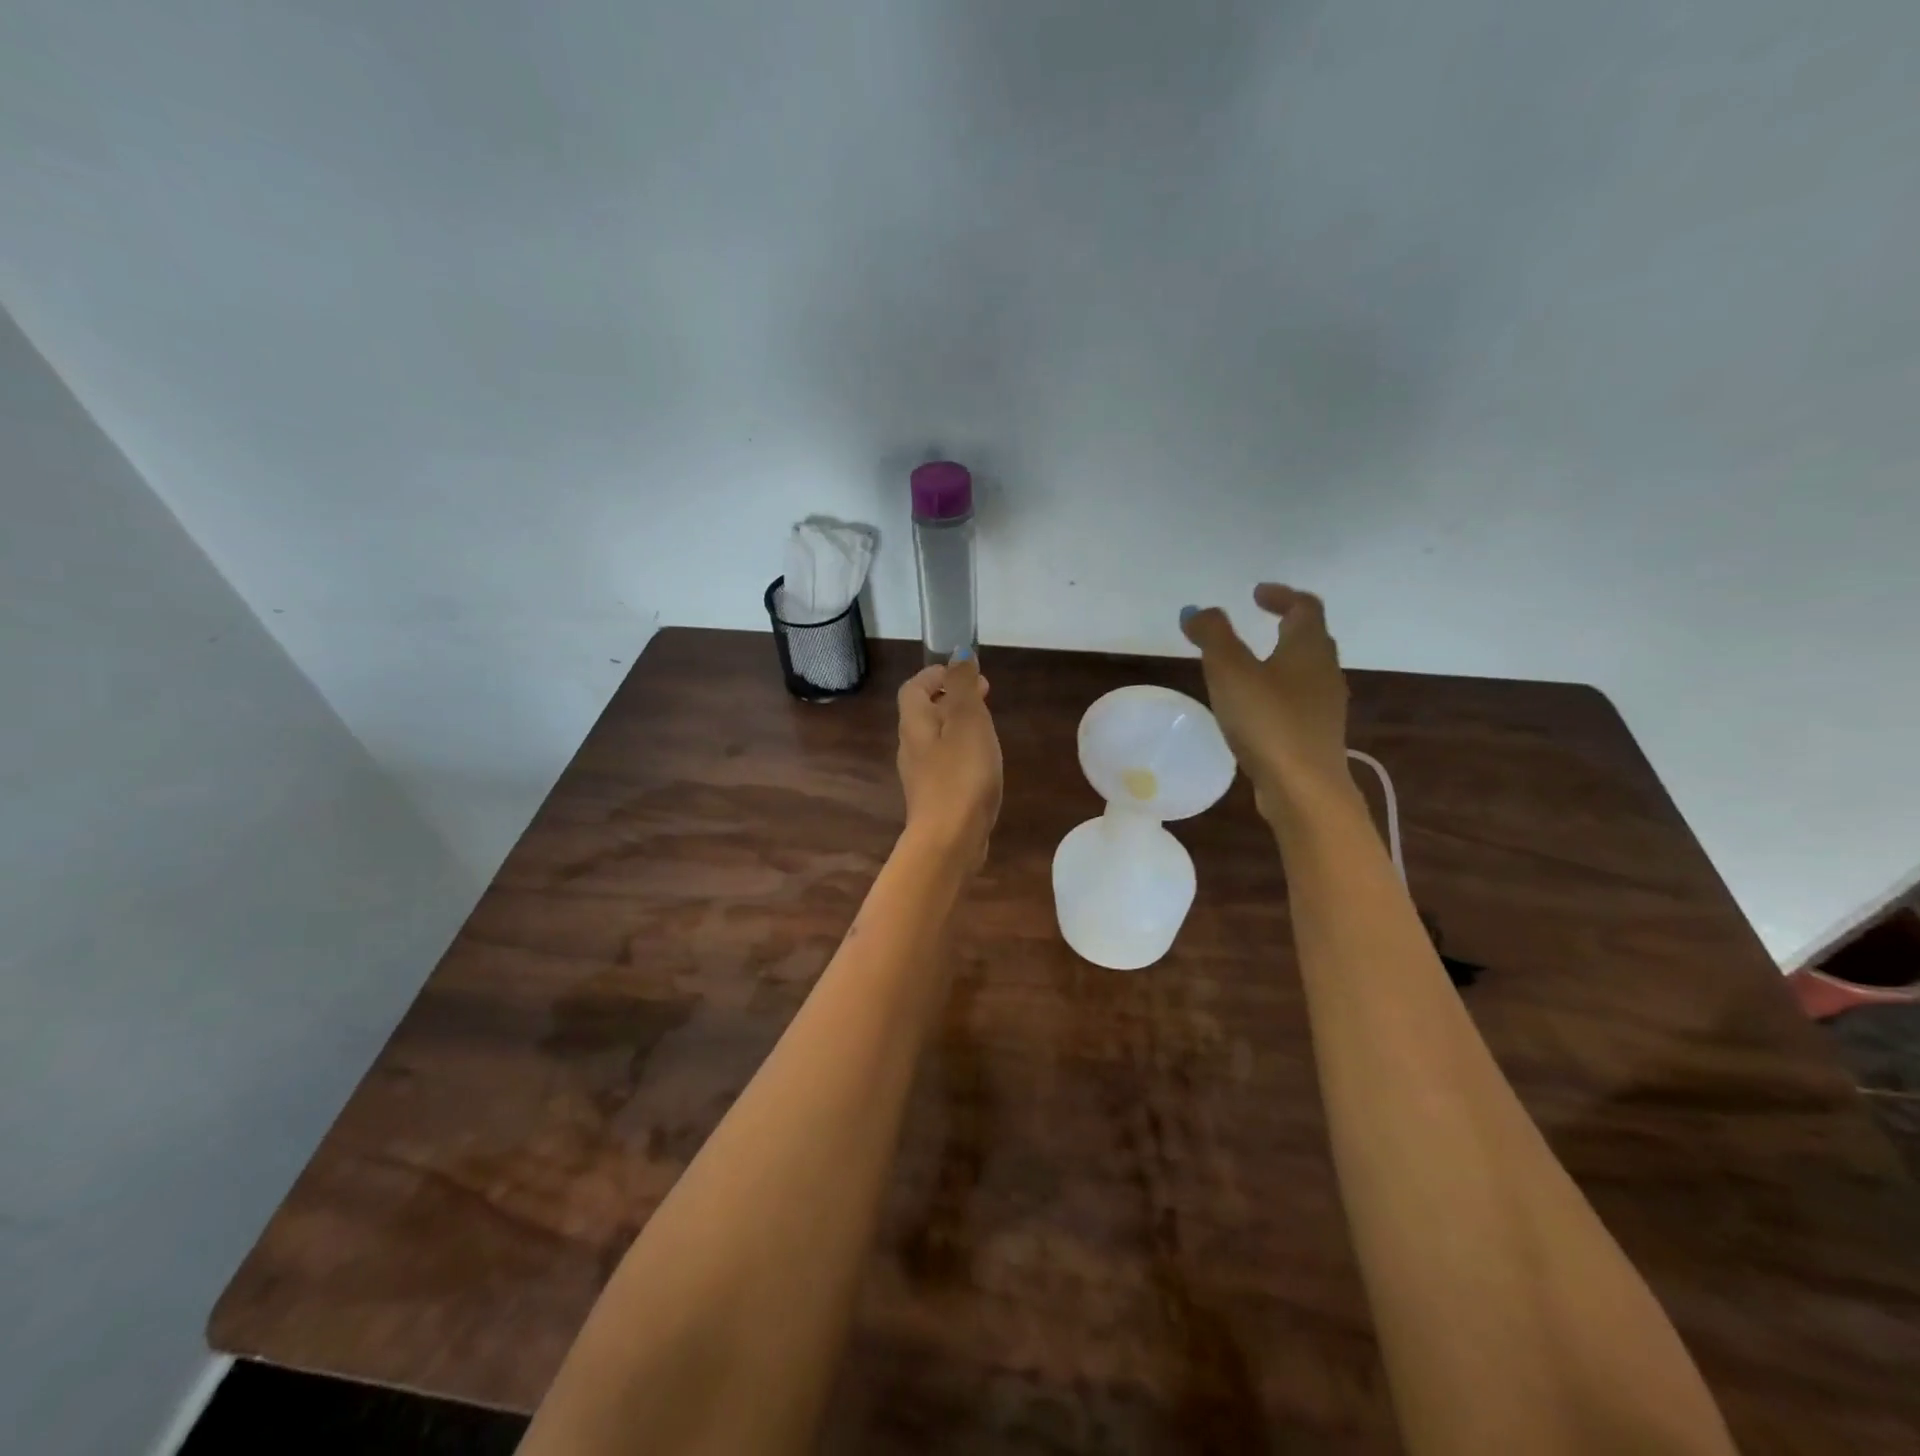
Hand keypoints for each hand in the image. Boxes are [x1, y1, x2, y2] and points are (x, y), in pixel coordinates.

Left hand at [896, 654, 1002, 864]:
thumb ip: (963, 686)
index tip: (963, 672)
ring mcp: (921, 775)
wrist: (950, 839)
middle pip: (924, 712)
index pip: (914, 688)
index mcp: (915, 723)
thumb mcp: (967, 721)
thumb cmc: (961, 774)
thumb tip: (958, 654)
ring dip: (958, 725)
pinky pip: (945, 763)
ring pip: (936, 739)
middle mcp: (911, 746)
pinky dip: (961, 752)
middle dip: (951, 698)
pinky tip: (983, 763)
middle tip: (984, 694)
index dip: (935, 674)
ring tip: (988, 725)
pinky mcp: (935, 798)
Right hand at [1180, 585, 1352, 822]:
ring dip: (1280, 660)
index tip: (1255, 594)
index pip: (1305, 607)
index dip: (1281, 595)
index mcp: (1308, 648)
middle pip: (1310, 638)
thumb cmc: (1267, 721)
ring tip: (1248, 666)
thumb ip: (1213, 636)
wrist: (1303, 788)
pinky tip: (1255, 709)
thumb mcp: (1230, 671)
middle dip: (1284, 625)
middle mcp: (1325, 672)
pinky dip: (1278, 692)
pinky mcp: (1316, 736)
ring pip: (1305, 672)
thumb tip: (1198, 611)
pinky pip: (1298, 701)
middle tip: (1255, 623)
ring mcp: (1324, 707)